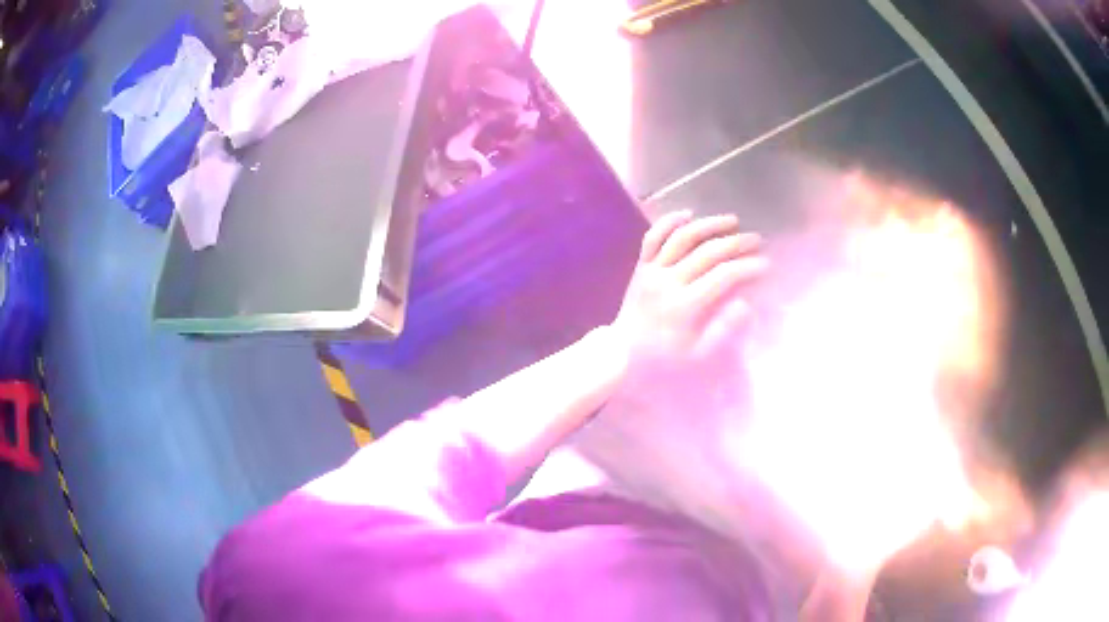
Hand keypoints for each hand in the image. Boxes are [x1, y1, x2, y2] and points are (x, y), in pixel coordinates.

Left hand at [611, 210, 766, 401]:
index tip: (765, 264)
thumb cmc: (665, 357)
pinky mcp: (641, 265)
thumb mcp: (697, 354)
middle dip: (736, 243)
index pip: (723, 277)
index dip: (747, 267)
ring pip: (682, 237)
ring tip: (733, 221)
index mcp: (684, 306)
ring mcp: (652, 270)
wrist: (622, 352)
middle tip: (757, 240)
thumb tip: (745, 305)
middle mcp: (668, 282)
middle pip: (707, 253)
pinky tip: (689, 214)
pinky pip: (653, 237)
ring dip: (709, 225)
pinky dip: (670, 221)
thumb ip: (722, 330)